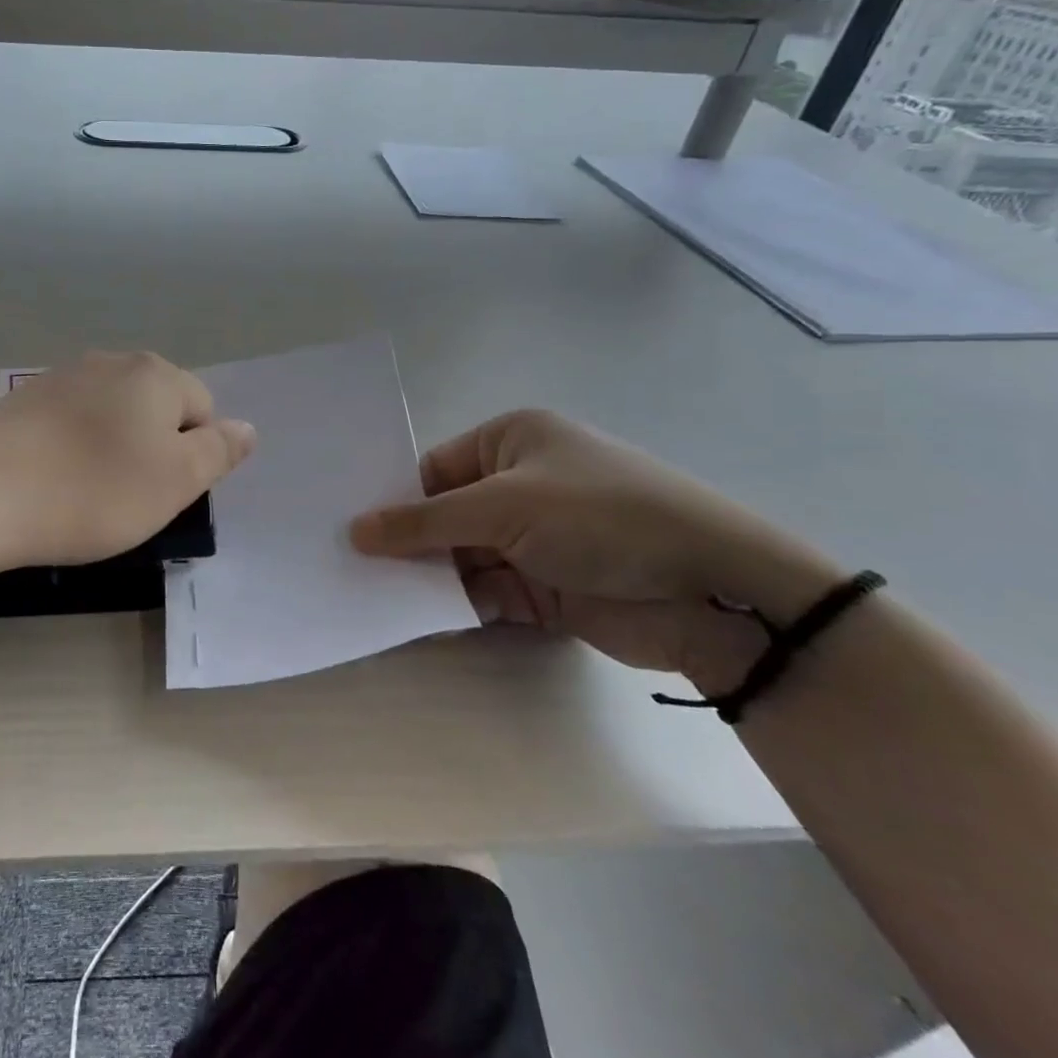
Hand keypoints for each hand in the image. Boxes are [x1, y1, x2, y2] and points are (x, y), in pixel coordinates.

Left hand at [0, 351, 255, 570]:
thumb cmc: (92, 492)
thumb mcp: (174, 482)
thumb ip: (218, 452)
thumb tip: (246, 427)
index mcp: (155, 374)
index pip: (202, 409)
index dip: (191, 456)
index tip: (160, 492)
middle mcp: (111, 361)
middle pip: (156, 407)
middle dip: (153, 448)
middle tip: (128, 496)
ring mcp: (61, 376)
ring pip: (111, 415)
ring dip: (112, 448)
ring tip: (86, 491)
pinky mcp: (22, 398)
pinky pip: (70, 422)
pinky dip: (72, 447)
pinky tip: (51, 479)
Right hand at [349, 409, 844, 686]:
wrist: (711, 591)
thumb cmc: (601, 517)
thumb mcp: (505, 507)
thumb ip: (425, 522)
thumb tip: (355, 530)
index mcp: (511, 442)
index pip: (434, 469)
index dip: (394, 498)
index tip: (348, 528)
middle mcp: (519, 485)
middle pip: (444, 514)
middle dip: (406, 541)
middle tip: (347, 564)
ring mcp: (533, 538)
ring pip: (460, 555)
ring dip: (427, 576)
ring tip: (368, 594)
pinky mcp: (545, 587)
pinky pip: (484, 591)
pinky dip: (456, 603)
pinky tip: (414, 616)